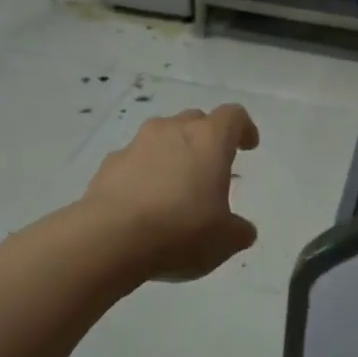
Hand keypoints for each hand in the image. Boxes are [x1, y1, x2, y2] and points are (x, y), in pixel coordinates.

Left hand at [83, 105, 260, 281]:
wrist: (110, 238)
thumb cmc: (181, 230)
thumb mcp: (224, 240)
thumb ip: (238, 231)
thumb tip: (242, 230)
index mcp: (209, 139)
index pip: (233, 116)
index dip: (243, 129)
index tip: (248, 146)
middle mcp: (173, 130)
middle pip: (196, 120)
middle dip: (206, 139)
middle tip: (211, 167)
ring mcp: (137, 144)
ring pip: (162, 137)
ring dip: (172, 153)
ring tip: (175, 186)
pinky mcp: (109, 163)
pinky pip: (134, 160)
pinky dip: (143, 173)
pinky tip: (143, 202)